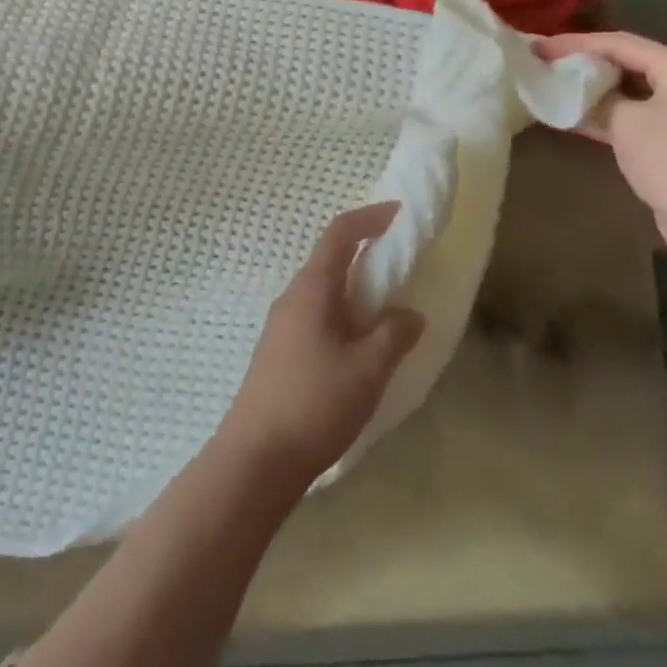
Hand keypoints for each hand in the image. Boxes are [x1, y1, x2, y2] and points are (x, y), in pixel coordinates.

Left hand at [216, 204, 424, 488]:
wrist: (257, 453)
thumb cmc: (315, 403)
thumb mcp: (367, 370)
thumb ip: (393, 336)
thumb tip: (409, 313)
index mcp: (312, 289)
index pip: (339, 234)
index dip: (368, 218)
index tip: (397, 213)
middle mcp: (293, 296)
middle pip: (329, 259)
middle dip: (364, 253)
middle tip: (400, 262)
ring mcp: (282, 323)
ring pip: (324, 290)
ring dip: (354, 288)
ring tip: (387, 307)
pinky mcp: (280, 349)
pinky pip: (316, 314)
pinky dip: (343, 313)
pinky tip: (360, 343)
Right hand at [535, 31, 666, 259]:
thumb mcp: (624, 121)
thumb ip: (596, 98)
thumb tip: (569, 90)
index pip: (621, 43)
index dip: (575, 44)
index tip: (538, 48)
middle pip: (627, 62)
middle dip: (584, 63)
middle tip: (544, 63)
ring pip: (628, 89)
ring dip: (592, 89)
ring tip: (553, 84)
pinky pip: (633, 113)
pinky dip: (605, 111)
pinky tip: (572, 114)